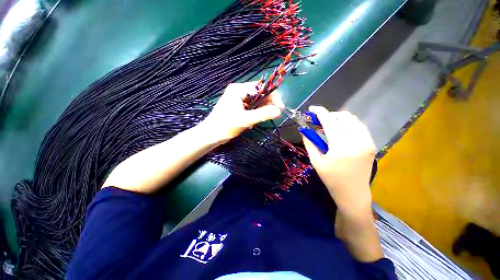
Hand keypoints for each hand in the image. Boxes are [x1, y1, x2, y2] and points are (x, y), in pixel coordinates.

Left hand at [201, 82, 283, 143]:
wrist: (211, 135)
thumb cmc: (226, 125)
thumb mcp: (245, 120)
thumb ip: (263, 114)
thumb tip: (279, 111)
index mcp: (239, 89)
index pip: (261, 88)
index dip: (272, 96)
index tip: (280, 107)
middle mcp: (239, 92)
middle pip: (259, 94)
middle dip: (268, 104)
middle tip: (275, 114)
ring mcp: (238, 100)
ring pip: (256, 102)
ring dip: (262, 110)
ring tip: (265, 118)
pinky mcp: (238, 107)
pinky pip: (251, 107)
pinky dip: (256, 113)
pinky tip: (255, 120)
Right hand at [302, 106, 375, 213]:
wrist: (353, 194)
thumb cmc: (331, 179)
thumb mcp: (316, 161)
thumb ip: (309, 143)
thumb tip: (304, 129)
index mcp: (341, 146)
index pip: (329, 121)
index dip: (320, 112)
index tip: (312, 108)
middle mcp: (357, 140)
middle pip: (343, 117)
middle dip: (329, 115)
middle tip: (319, 122)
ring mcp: (367, 142)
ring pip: (353, 119)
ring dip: (339, 119)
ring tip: (329, 126)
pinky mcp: (371, 144)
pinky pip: (359, 126)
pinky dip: (348, 124)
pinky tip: (341, 131)